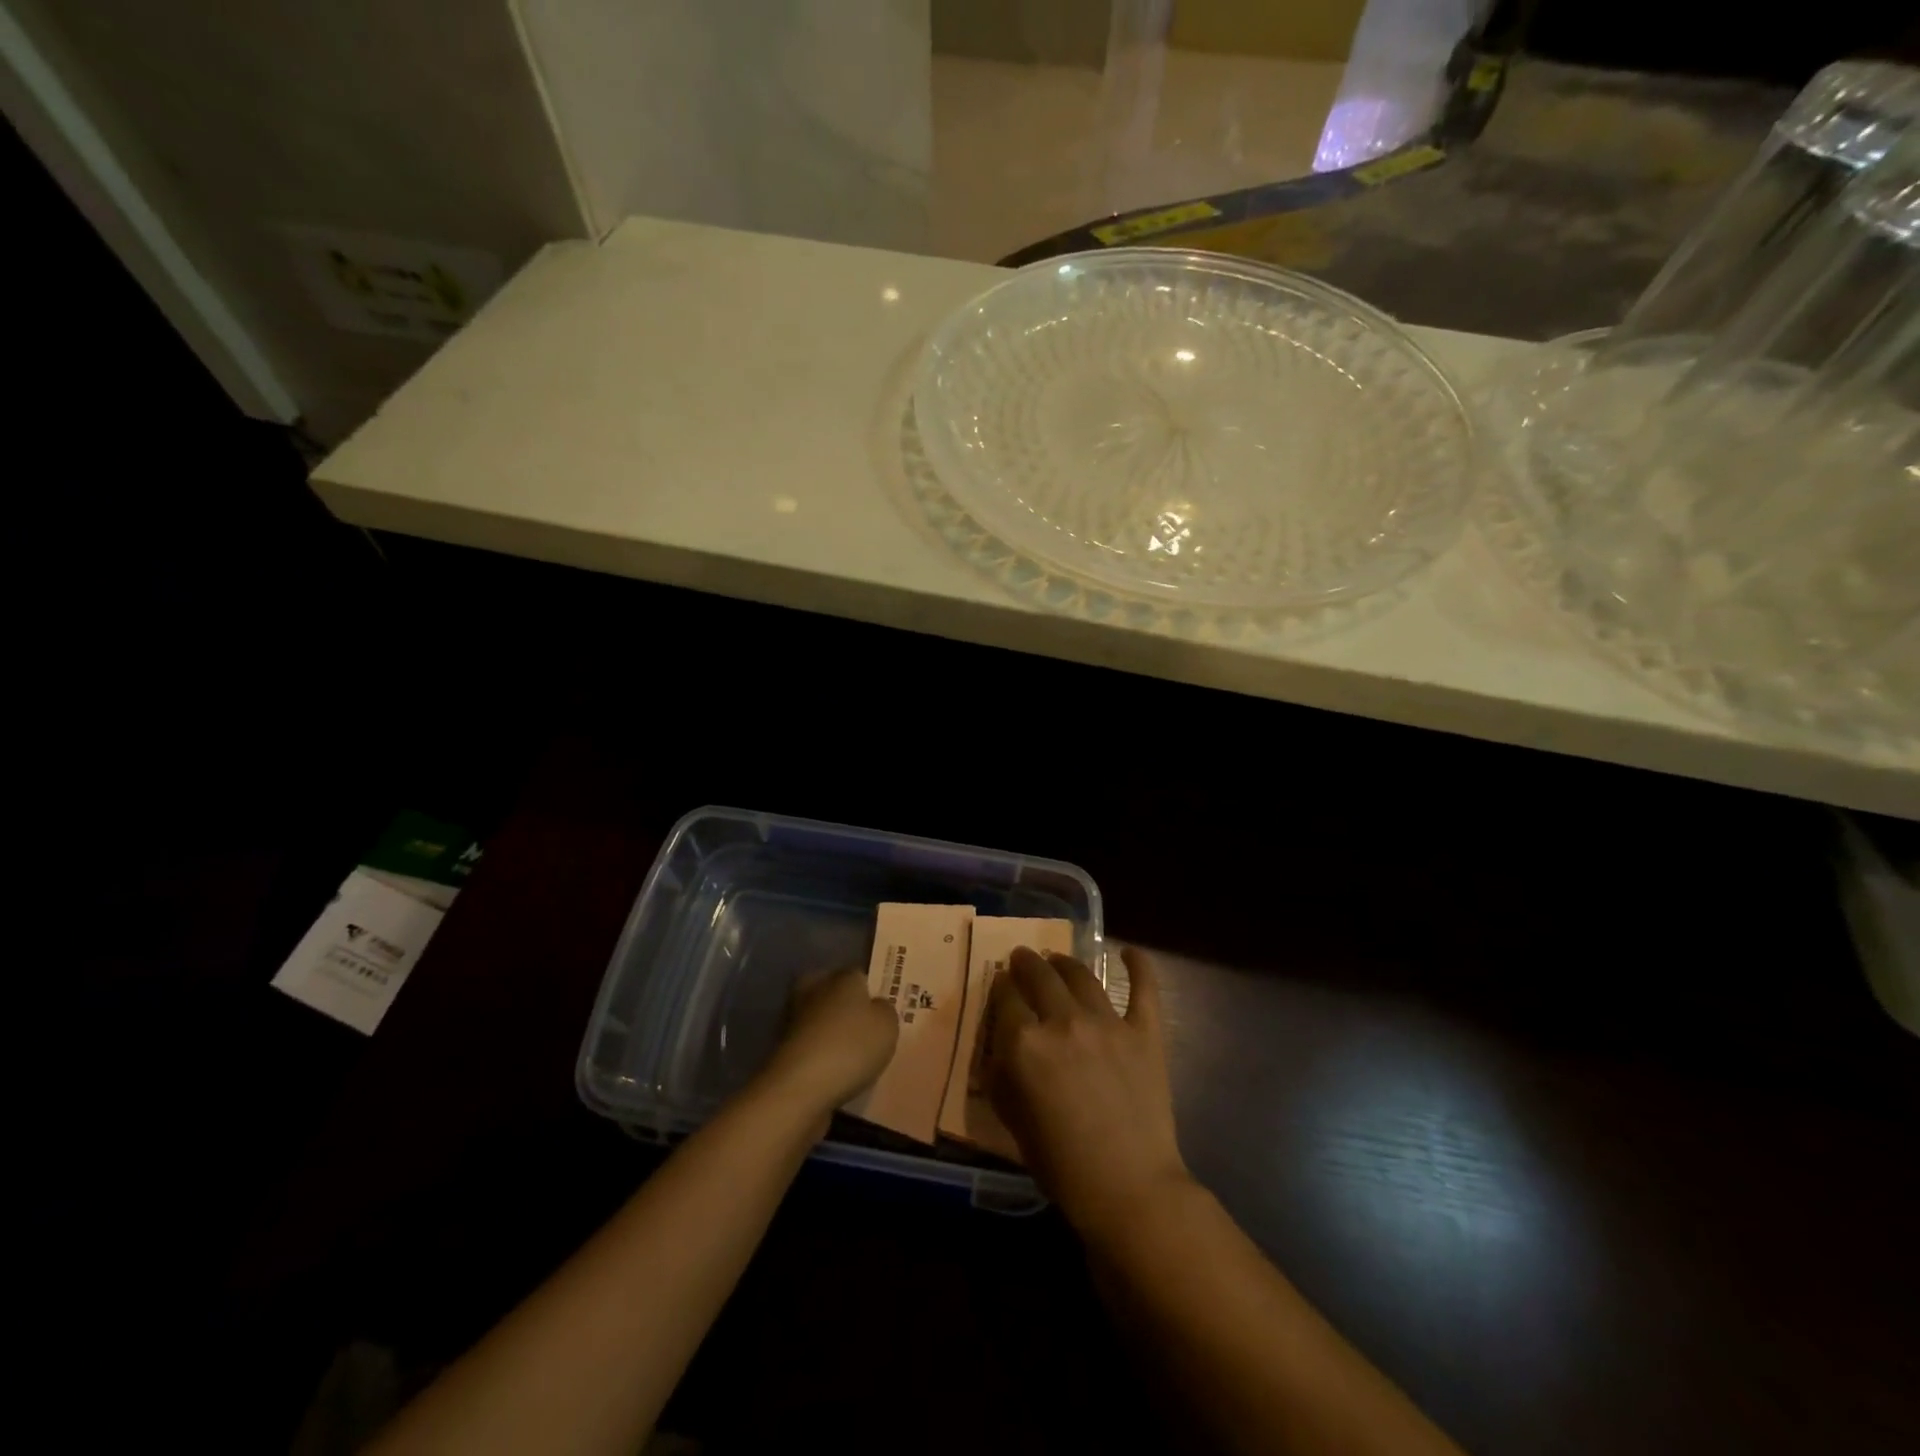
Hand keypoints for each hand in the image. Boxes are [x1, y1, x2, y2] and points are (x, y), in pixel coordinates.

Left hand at [760, 968, 898, 1117]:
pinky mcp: (782, 1047)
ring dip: (829, 1031)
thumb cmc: (851, 1047)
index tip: (880, 1012)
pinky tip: (833, 1071)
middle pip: (833, 992)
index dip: (871, 993)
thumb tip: (876, 1005)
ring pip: (819, 1018)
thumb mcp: (887, 1026)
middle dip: (844, 1007)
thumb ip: (885, 1010)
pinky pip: (809, 1044)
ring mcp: (794, 1018)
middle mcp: (815, 989)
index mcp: (843, 977)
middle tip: (864, 1030)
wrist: (800, 1087)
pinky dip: (819, 1054)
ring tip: (850, 1055)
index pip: (859, 976)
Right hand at [987, 945, 1188, 1236]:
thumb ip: (1002, 1072)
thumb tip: (1003, 1042)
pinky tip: (1129, 952)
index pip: (1004, 997)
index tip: (1000, 983)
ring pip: (1081, 974)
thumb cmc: (1061, 1164)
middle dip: (1026, 963)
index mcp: (1024, 1043)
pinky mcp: (1145, 1031)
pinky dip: (1138, 965)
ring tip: (1059, 960)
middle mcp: (1063, 1021)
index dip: (1000, 986)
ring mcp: (1108, 1022)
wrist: (1129, 1189)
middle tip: (1023, 958)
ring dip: (1065, 962)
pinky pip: (1143, 988)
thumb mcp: (1012, 1119)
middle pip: (1039, 975)